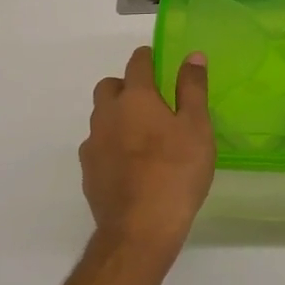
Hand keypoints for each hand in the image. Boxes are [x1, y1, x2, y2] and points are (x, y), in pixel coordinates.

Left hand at [80, 46, 215, 261]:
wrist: (140, 229)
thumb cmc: (176, 173)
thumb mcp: (196, 128)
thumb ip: (193, 89)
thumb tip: (193, 56)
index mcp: (135, 98)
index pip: (137, 63)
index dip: (148, 58)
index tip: (158, 62)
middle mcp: (107, 114)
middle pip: (110, 87)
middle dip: (126, 86)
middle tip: (152, 102)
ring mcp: (93, 144)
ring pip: (101, 117)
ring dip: (118, 117)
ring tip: (143, 136)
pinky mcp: (88, 171)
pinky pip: (98, 146)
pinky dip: (111, 145)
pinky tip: (130, 165)